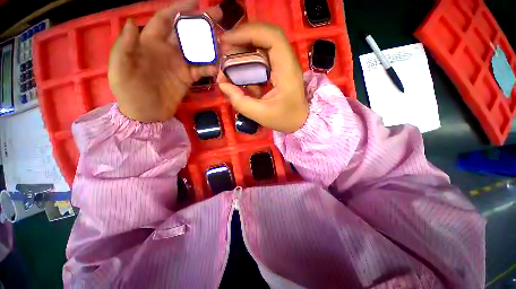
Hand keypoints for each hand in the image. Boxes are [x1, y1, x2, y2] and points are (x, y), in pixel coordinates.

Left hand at [108, 1, 220, 122]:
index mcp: (149, 43)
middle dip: (200, 23)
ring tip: (222, 43)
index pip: (165, 19)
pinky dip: (209, 68)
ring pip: (196, 50)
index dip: (178, 9)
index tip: (196, 3)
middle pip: (185, 32)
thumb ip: (125, 48)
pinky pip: (200, 70)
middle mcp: (166, 50)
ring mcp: (179, 64)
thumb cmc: (130, 93)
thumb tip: (133, 23)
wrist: (146, 115)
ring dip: (209, 45)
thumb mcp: (120, 71)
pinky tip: (216, 69)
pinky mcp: (187, 78)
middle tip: (218, 18)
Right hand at [217, 23, 307, 132]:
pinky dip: (249, 62)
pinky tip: (243, 76)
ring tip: (229, 62)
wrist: (299, 120)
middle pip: (266, 36)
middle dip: (243, 39)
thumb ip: (240, 101)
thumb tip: (222, 84)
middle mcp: (287, 61)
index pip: (272, 37)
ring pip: (263, 45)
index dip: (248, 33)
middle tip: (225, 50)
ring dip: (244, 50)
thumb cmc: (284, 118)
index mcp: (287, 70)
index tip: (227, 41)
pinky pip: (263, 58)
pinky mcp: (279, 69)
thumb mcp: (260, 114)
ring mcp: (283, 64)